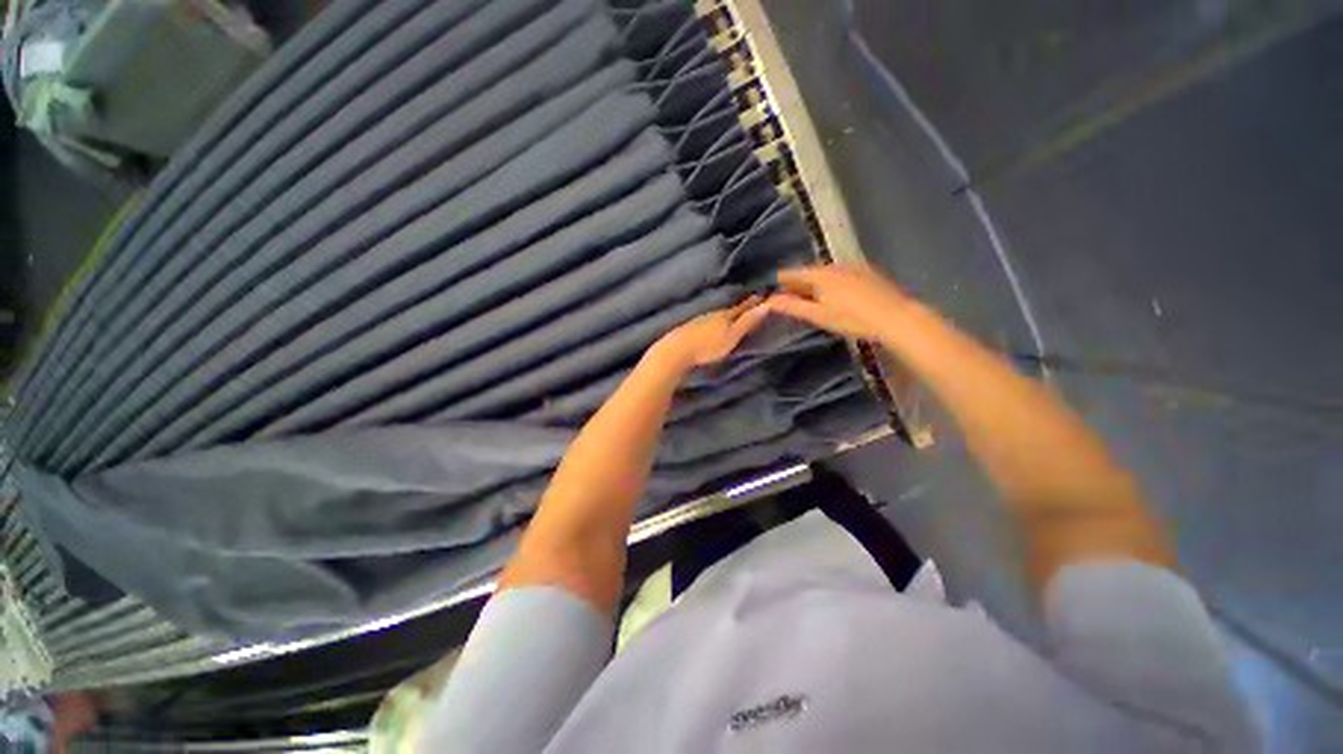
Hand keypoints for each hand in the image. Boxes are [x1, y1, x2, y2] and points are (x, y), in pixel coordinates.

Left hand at [651, 296, 769, 370]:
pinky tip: (714, 322)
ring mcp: (701, 318)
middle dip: (741, 305)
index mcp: (726, 315)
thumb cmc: (708, 346)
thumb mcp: (731, 336)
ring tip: (735, 313)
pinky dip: (716, 318)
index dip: (753, 302)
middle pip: (731, 308)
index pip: (743, 306)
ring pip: (718, 312)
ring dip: (728, 311)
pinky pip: (709, 318)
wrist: (677, 350)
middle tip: (752, 302)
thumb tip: (766, 305)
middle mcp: (714, 313)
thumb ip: (747, 322)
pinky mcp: (692, 326)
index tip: (763, 295)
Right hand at [766, 263, 910, 340]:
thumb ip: (793, 306)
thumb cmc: (852, 319)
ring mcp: (852, 267)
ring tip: (808, 297)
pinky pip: (839, 274)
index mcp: (820, 274)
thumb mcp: (819, 315)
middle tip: (787, 297)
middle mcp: (834, 266)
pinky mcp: (866, 273)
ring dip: (813, 283)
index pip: (792, 273)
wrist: (895, 317)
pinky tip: (832, 295)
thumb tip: (769, 300)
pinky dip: (829, 282)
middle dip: (796, 283)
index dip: (779, 281)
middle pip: (808, 272)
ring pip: (824, 273)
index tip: (770, 289)